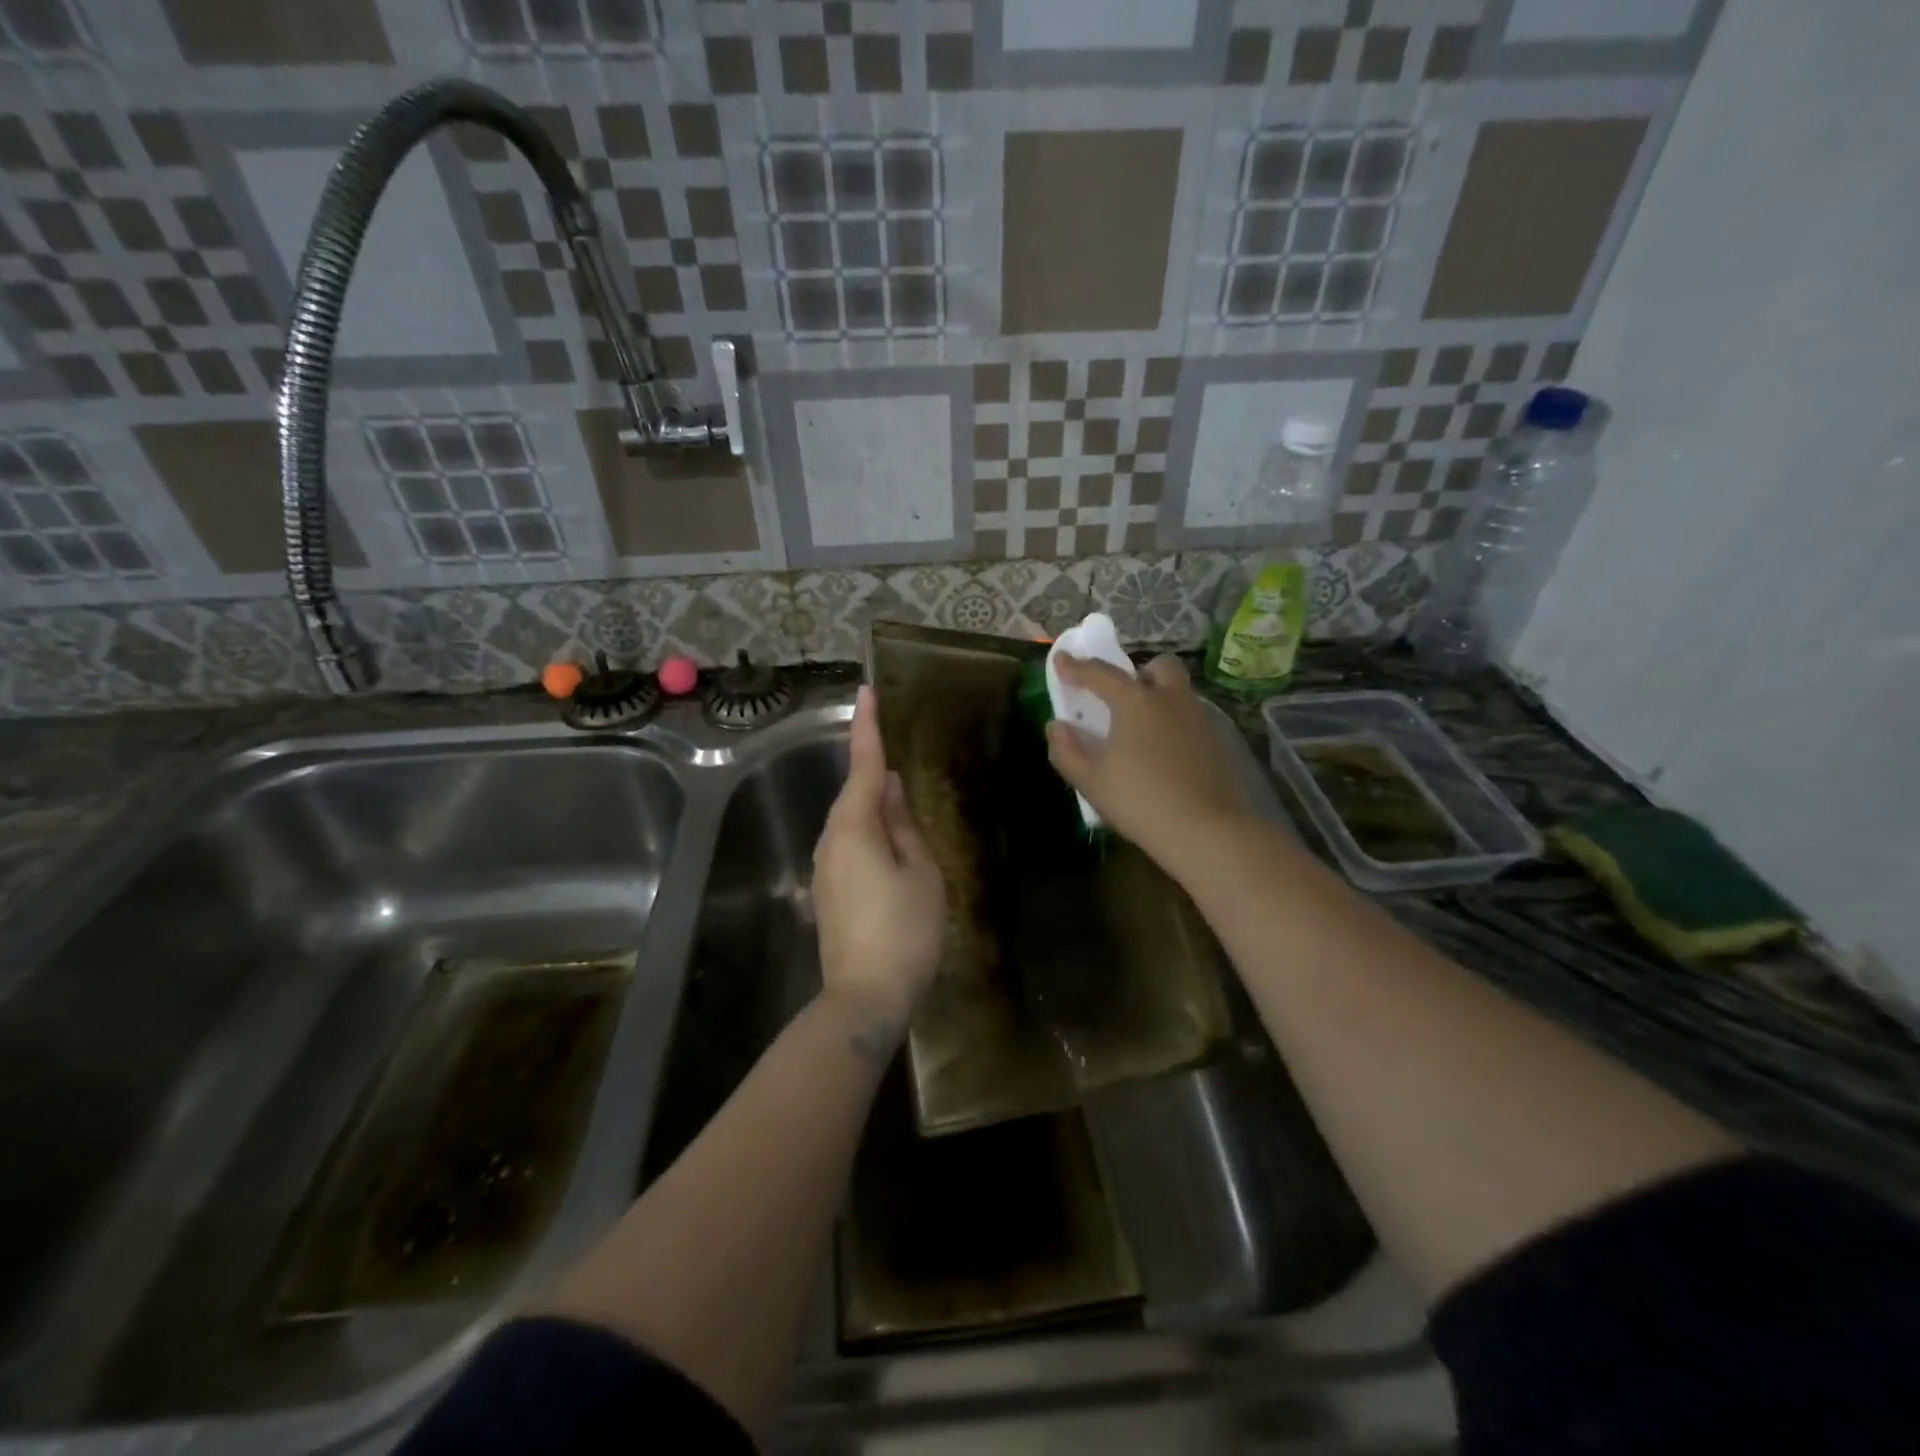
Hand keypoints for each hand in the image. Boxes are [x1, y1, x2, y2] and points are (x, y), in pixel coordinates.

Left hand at [812, 686, 946, 1033]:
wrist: (865, 995)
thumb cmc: (904, 929)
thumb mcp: (920, 871)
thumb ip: (903, 824)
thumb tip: (888, 789)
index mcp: (853, 827)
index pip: (862, 765)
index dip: (867, 727)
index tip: (866, 691)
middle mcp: (830, 840)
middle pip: (853, 794)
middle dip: (872, 771)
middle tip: (897, 751)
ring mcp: (825, 867)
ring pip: (851, 822)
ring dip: (873, 806)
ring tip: (902, 801)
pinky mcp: (829, 891)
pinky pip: (850, 845)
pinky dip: (870, 833)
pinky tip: (891, 844)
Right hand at [1046, 654, 1254, 868]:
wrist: (1206, 830)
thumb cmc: (1139, 801)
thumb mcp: (1090, 781)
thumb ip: (1067, 750)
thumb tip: (1056, 726)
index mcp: (1135, 702)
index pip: (1100, 674)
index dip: (1076, 667)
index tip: (1061, 659)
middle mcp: (1170, 699)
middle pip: (1158, 666)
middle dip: (1139, 672)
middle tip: (1122, 697)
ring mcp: (1199, 719)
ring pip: (1179, 693)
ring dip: (1159, 698)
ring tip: (1142, 731)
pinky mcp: (1218, 743)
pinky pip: (1191, 720)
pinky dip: (1175, 725)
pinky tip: (1166, 756)